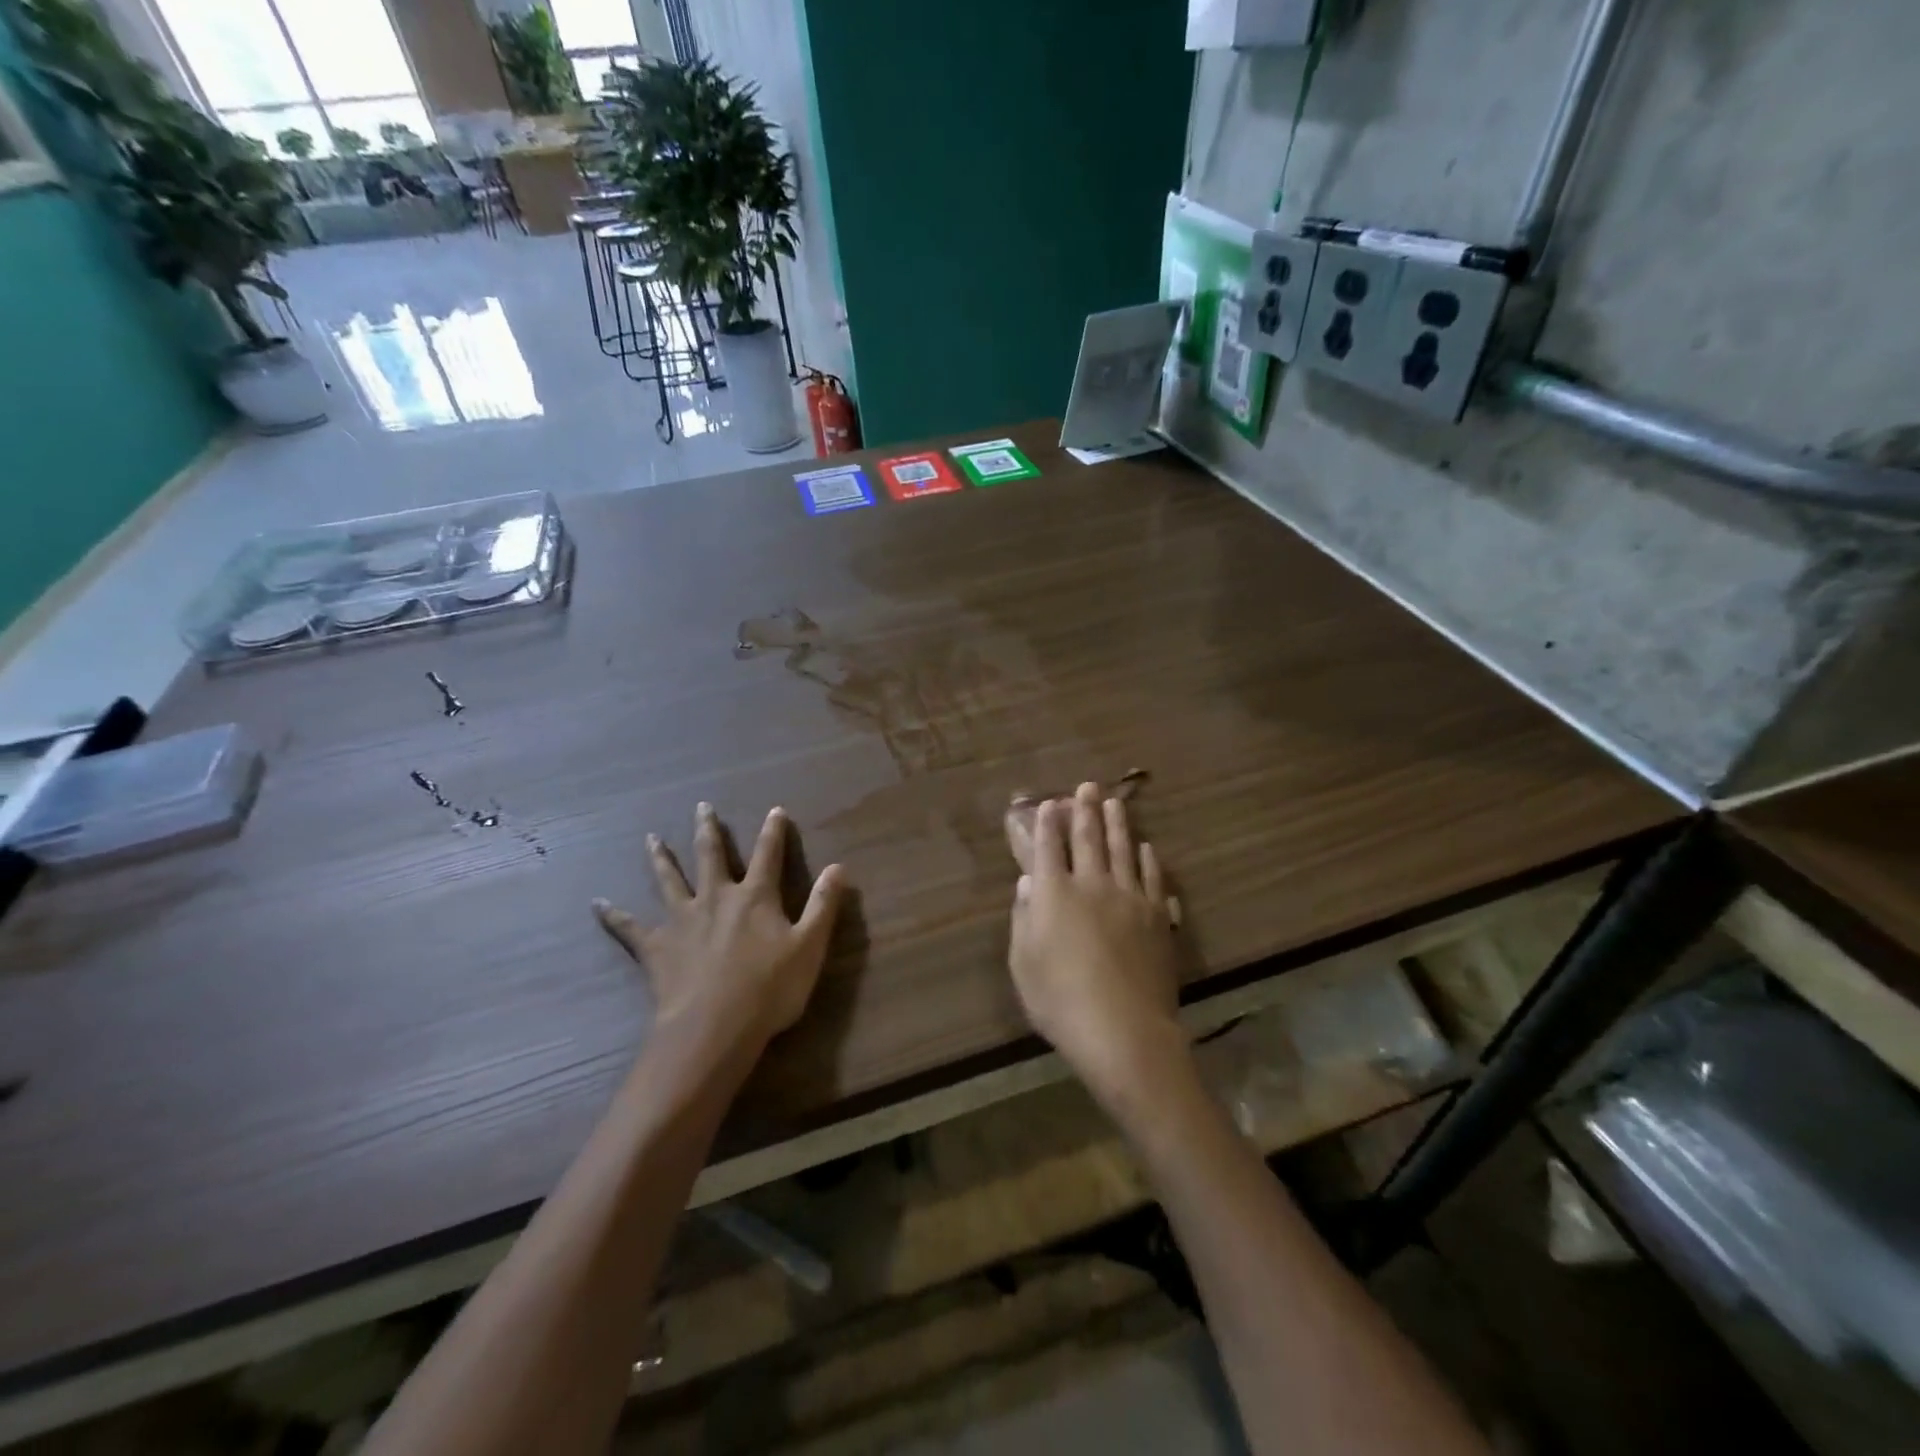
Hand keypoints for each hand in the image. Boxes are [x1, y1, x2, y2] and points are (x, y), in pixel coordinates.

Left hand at [594, 803, 845, 1050]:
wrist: (713, 1027)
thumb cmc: (769, 988)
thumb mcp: (810, 947)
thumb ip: (824, 905)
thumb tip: (839, 867)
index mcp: (755, 897)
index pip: (768, 855)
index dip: (774, 832)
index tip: (775, 810)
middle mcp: (716, 898)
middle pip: (711, 856)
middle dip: (709, 830)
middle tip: (702, 807)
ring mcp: (682, 920)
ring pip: (670, 881)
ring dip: (661, 859)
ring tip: (650, 839)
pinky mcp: (656, 947)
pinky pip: (630, 929)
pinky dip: (613, 916)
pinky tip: (598, 905)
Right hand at [1005, 783, 1184, 1106]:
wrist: (1124, 1030)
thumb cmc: (1060, 1001)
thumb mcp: (1023, 963)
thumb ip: (1023, 918)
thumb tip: (1027, 884)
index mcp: (1054, 894)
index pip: (1048, 848)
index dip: (1047, 824)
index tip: (1049, 803)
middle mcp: (1092, 885)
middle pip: (1088, 839)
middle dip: (1083, 810)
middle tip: (1086, 786)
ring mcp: (1129, 898)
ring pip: (1122, 850)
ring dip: (1118, 824)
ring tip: (1115, 802)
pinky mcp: (1157, 916)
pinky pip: (1152, 878)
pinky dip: (1148, 860)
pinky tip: (1147, 848)